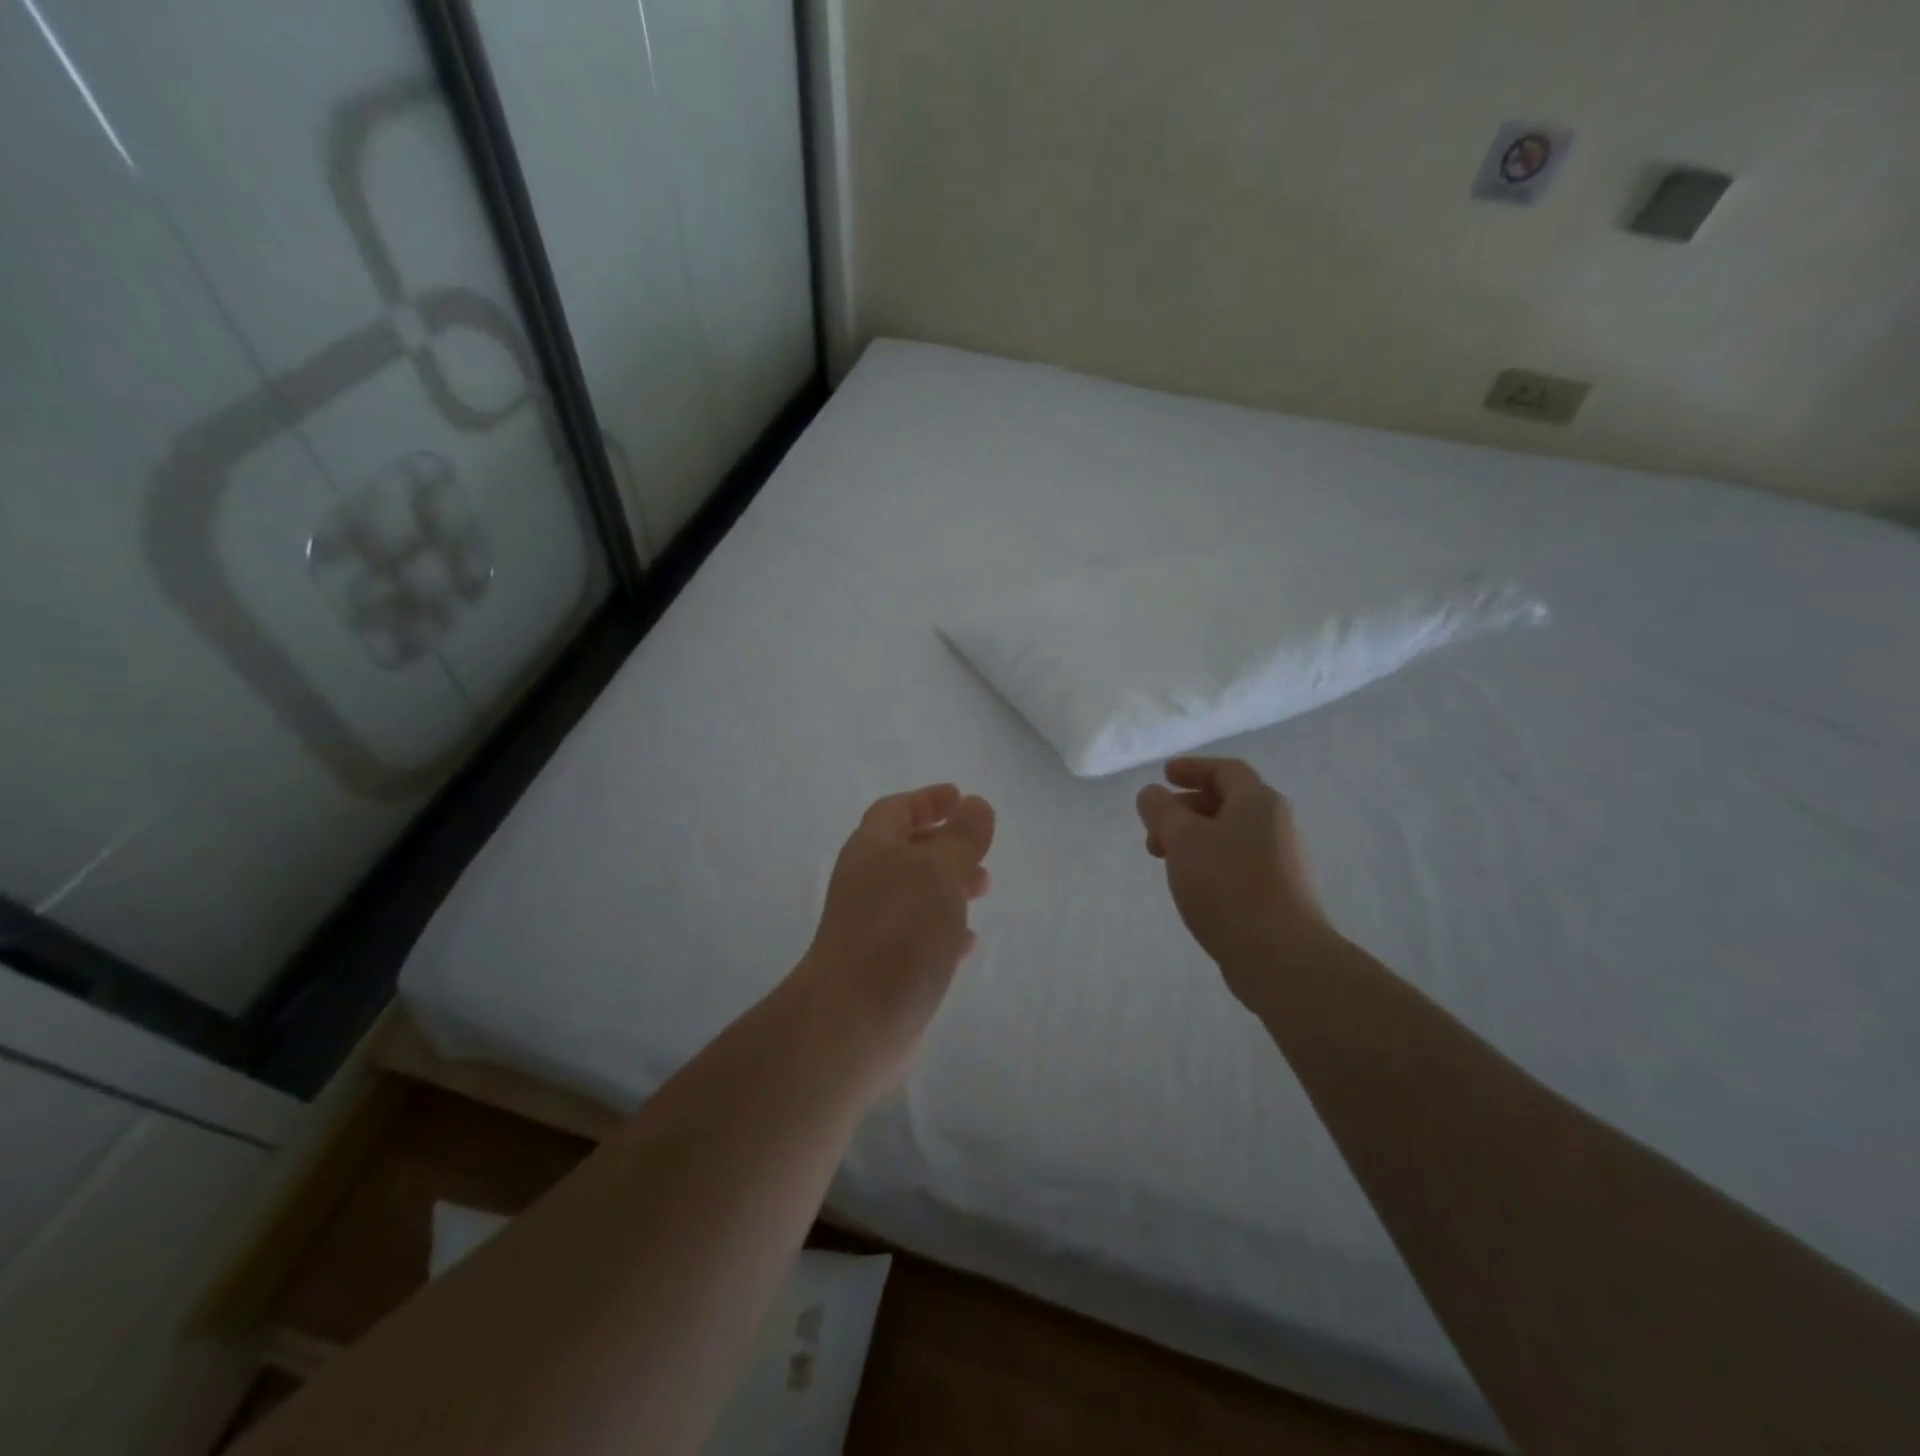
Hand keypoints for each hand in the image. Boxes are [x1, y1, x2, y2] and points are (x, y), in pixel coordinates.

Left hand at [796, 784, 995, 1084]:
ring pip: (916, 894)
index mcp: (872, 850)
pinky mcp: (883, 968)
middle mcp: (866, 884)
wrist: (854, 1022)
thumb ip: (962, 837)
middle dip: (945, 845)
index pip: (896, 809)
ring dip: (949, 886)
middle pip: (906, 851)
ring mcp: (872, 928)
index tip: (960, 797)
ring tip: (983, 889)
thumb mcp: (939, 872)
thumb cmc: (899, 932)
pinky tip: (967, 943)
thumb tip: (976, 804)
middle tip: (980, 851)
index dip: (927, 800)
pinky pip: (919, 936)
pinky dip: (945, 930)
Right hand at [1135, 758, 1333, 1005]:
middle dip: (1186, 809)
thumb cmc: (1228, 886)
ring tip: (1165, 859)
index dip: (1193, 768)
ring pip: (1230, 836)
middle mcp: (1277, 826)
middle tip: (1155, 826)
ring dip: (1194, 839)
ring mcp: (1282, 862)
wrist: (1281, 956)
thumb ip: (1162, 811)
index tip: (1164, 775)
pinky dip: (1209, 862)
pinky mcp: (1279, 894)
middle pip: (1228, 803)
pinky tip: (1191, 885)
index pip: (1226, 770)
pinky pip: (1238, 864)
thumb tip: (1151, 793)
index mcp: (1259, 803)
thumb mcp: (1183, 840)